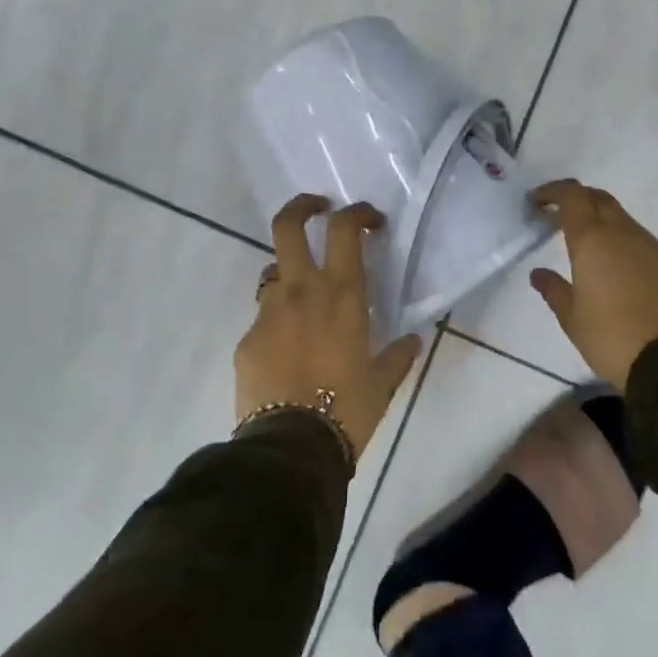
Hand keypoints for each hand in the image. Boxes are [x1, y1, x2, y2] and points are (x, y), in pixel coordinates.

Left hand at [236, 194, 422, 462]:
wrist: (291, 449)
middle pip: (288, 225)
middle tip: (317, 209)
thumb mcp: (382, 384)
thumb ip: (398, 356)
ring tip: (304, 303)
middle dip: (302, 207)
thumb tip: (412, 342)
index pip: (345, 229)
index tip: (370, 220)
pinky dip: (277, 325)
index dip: (357, 212)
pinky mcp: (246, 340)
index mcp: (341, 295)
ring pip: (273, 273)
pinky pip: (263, 319)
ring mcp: (268, 313)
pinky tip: (287, 355)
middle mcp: (301, 291)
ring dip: (289, 276)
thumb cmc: (347, 410)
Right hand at [528, 180, 657, 387]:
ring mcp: (656, 248)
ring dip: (606, 227)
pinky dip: (631, 252)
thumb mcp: (572, 319)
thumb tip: (539, 273)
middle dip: (579, 200)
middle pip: (600, 199)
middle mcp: (624, 234)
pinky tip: (628, 278)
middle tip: (562, 218)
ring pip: (626, 223)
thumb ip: (554, 290)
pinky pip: (649, 249)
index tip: (538, 202)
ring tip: (594, 252)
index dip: (553, 192)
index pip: (571, 196)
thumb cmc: (612, 338)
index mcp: (592, 240)